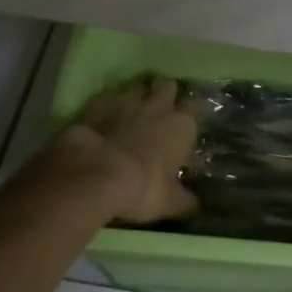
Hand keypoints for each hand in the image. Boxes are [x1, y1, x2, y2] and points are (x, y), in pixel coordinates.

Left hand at [47, 77, 199, 224]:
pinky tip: (104, 117)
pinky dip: (108, 105)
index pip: (196, 108)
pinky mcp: (99, 102)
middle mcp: (158, 105)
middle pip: (167, 86)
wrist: (95, 172)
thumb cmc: (142, 187)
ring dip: (136, 96)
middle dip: (164, 94)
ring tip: (131, 112)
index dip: (191, 113)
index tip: (187, 123)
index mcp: (181, 125)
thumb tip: (195, 205)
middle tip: (159, 110)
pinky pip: (108, 96)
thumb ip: (184, 200)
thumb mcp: (169, 202)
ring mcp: (127, 100)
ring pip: (137, 86)